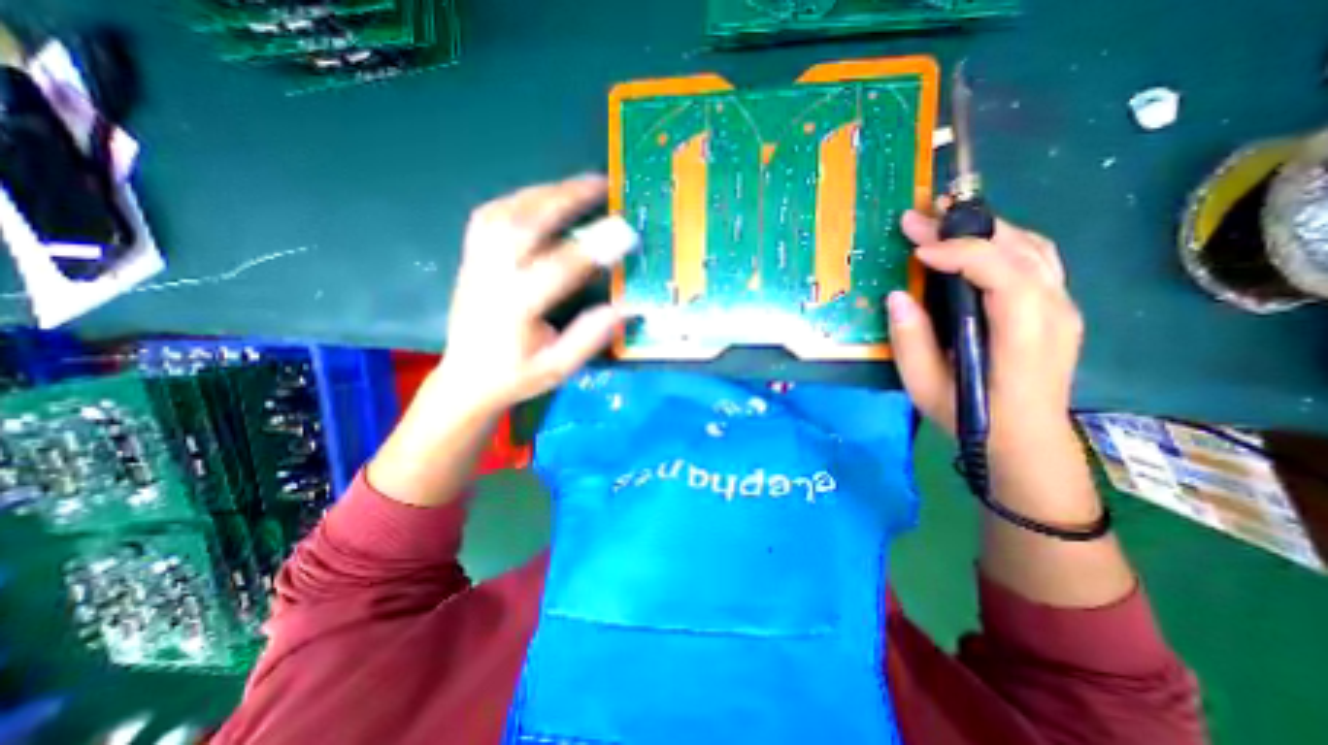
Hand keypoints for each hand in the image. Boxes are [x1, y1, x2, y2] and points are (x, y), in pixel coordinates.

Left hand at [435, 176, 638, 417]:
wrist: (466, 379)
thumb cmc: (515, 376)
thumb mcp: (557, 368)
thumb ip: (587, 339)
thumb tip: (622, 308)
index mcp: (515, 309)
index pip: (557, 269)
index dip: (594, 248)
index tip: (625, 232)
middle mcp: (491, 278)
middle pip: (524, 225)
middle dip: (565, 199)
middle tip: (601, 184)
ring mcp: (476, 264)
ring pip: (504, 213)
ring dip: (543, 193)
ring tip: (576, 186)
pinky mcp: (471, 258)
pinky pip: (490, 216)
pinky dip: (519, 200)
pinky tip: (541, 198)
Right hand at [884, 206, 1083, 443]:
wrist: (1025, 441)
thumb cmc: (971, 417)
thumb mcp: (925, 386)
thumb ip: (911, 341)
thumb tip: (898, 296)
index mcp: (1023, 335)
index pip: (1002, 273)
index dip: (959, 253)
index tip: (916, 251)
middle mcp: (1054, 311)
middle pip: (1019, 249)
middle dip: (966, 227)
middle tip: (920, 216)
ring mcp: (1062, 307)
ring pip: (1033, 247)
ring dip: (987, 228)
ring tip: (944, 219)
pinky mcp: (1057, 309)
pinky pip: (1037, 259)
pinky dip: (1003, 242)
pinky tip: (975, 243)